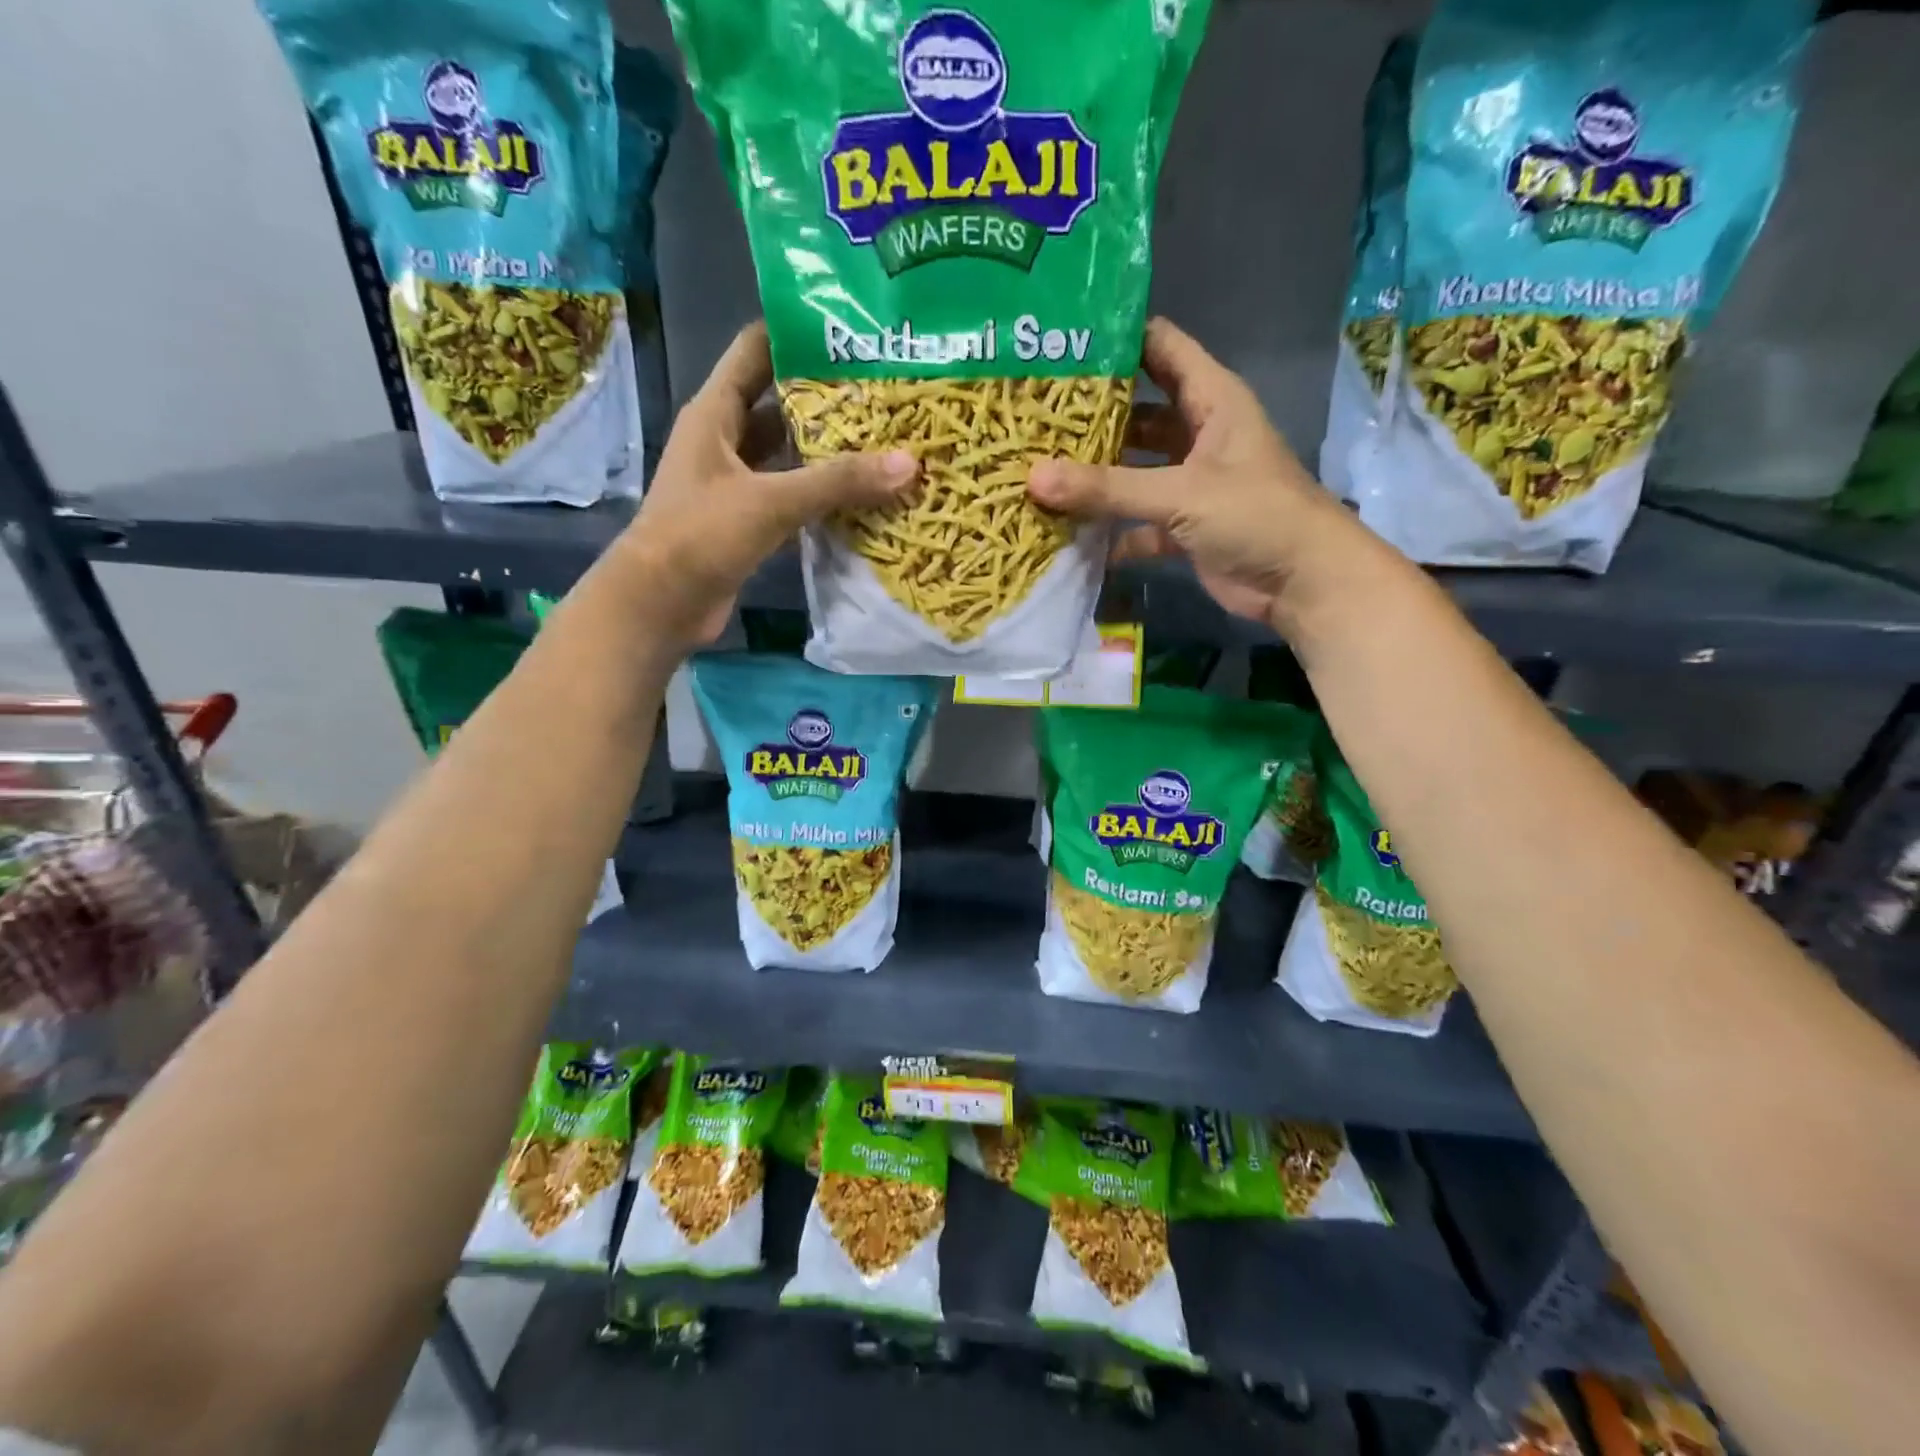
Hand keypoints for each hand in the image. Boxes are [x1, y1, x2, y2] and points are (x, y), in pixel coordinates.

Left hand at [613, 322, 916, 646]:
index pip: (755, 351)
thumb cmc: (701, 535)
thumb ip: (838, 482)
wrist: (660, 605)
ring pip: (788, 454)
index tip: (852, 329)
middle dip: (827, 397)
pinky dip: (821, 495)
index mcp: (715, 413)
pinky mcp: (747, 521)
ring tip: (885, 437)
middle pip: (779, 403)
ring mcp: (735, 483)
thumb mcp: (771, 501)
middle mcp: (724, 441)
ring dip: (828, 450)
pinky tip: (863, 494)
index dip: (797, 334)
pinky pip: (791, 496)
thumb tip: (908, 463)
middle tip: (885, 388)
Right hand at [1027, 317, 1357, 631]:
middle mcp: (1198, 433)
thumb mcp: (1180, 493)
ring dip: (1095, 476)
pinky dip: (1109, 529)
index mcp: (1211, 399)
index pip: (1160, 347)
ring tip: (1037, 468)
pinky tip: (1067, 530)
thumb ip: (1109, 488)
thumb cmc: (1254, 515)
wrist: (1302, 583)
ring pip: (1133, 469)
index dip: (1116, 338)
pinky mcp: (1183, 526)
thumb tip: (1034, 478)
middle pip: (1137, 412)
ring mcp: (1190, 482)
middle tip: (1032, 413)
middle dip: (1091, 415)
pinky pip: (1136, 520)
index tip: (1060, 341)